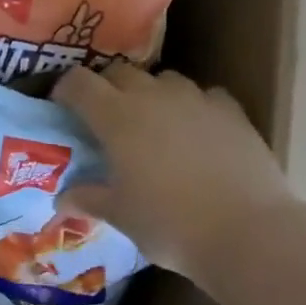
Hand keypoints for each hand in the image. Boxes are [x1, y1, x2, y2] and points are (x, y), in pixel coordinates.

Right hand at [52, 64, 296, 286]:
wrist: (245, 231)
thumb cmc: (169, 225)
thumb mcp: (120, 216)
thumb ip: (88, 199)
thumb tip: (62, 198)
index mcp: (117, 118)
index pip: (79, 84)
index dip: (64, 90)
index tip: (60, 106)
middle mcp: (154, 97)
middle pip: (120, 72)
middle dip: (105, 88)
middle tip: (102, 118)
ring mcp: (197, 100)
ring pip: (163, 80)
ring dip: (149, 94)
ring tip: (150, 124)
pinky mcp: (231, 112)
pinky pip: (203, 96)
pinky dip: (190, 107)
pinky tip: (193, 133)